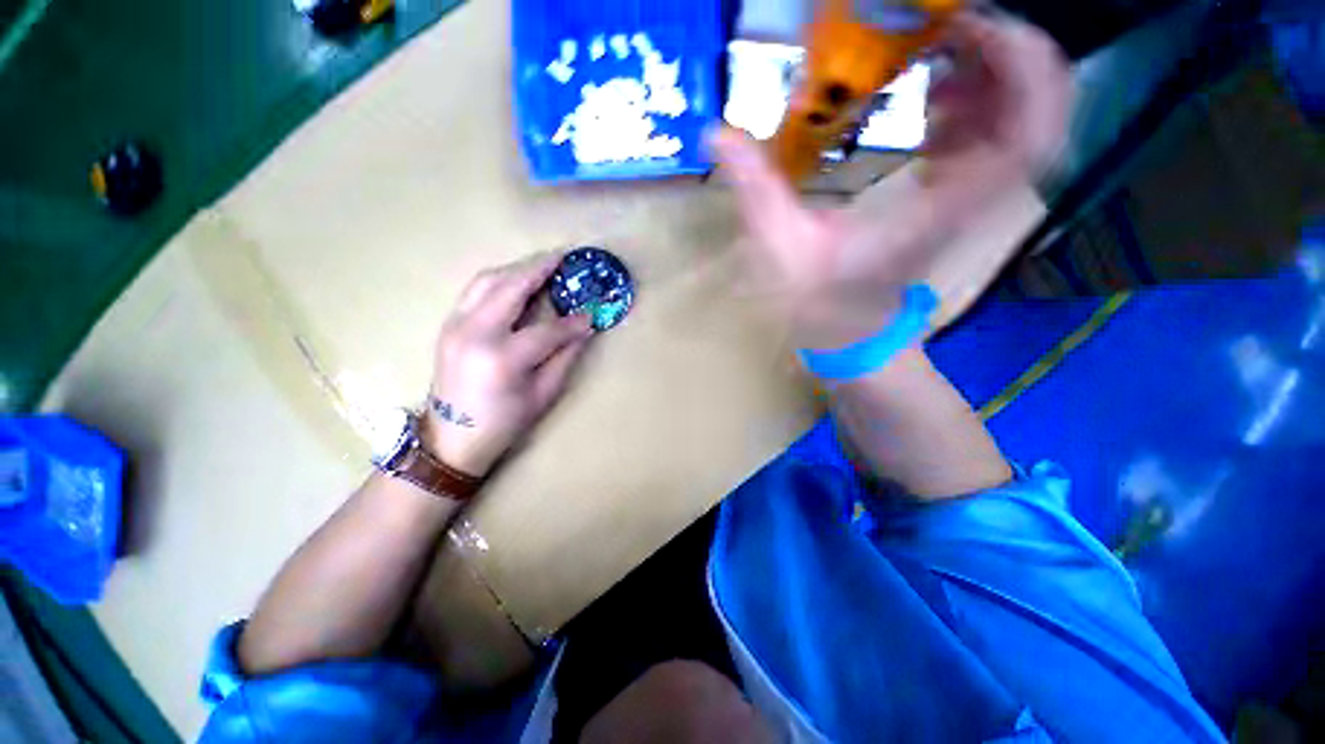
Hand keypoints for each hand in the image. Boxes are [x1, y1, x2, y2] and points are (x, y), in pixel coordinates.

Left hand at [421, 253, 593, 477]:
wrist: (450, 439)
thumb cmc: (503, 424)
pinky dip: (500, 279)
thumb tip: (585, 327)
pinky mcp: (448, 324)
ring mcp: (455, 325)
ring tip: (544, 265)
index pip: (547, 329)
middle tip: (565, 258)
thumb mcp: (543, 395)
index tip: (592, 313)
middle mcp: (475, 333)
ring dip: (519, 268)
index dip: (573, 321)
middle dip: (541, 268)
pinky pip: (476, 289)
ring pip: (488, 280)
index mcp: (502, 358)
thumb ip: (565, 357)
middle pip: (511, 287)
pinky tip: (517, 281)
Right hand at [710, 13, 1068, 348]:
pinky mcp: (956, 200)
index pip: (1027, 136)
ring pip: (1023, 124)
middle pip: (1044, 116)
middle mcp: (971, 201)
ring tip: (941, 53)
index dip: (1020, 69)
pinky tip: (934, 97)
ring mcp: (970, 200)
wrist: (850, 336)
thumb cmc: (820, 303)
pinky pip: (993, 140)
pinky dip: (979, 104)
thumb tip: (718, 134)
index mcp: (938, 212)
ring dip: (995, 74)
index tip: (971, 28)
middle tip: (953, 27)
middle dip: (1014, 56)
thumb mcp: (783, 247)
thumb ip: (756, 189)